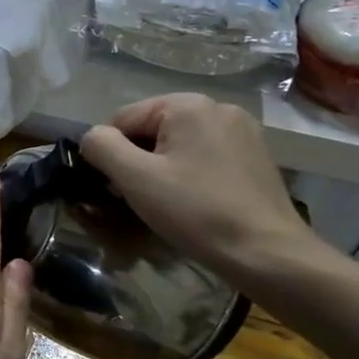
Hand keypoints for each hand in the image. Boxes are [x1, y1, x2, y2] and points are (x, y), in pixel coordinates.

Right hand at [79, 94, 311, 279]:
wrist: (267, 253)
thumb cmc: (196, 212)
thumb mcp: (135, 179)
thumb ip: (102, 147)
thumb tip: (92, 137)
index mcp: (188, 105)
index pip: (123, 119)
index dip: (110, 153)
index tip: (116, 189)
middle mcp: (218, 106)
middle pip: (153, 129)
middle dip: (138, 161)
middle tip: (140, 199)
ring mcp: (242, 131)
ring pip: (179, 144)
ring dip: (162, 169)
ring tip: (167, 204)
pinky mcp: (256, 156)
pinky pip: (205, 156)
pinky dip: (190, 174)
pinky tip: (195, 203)